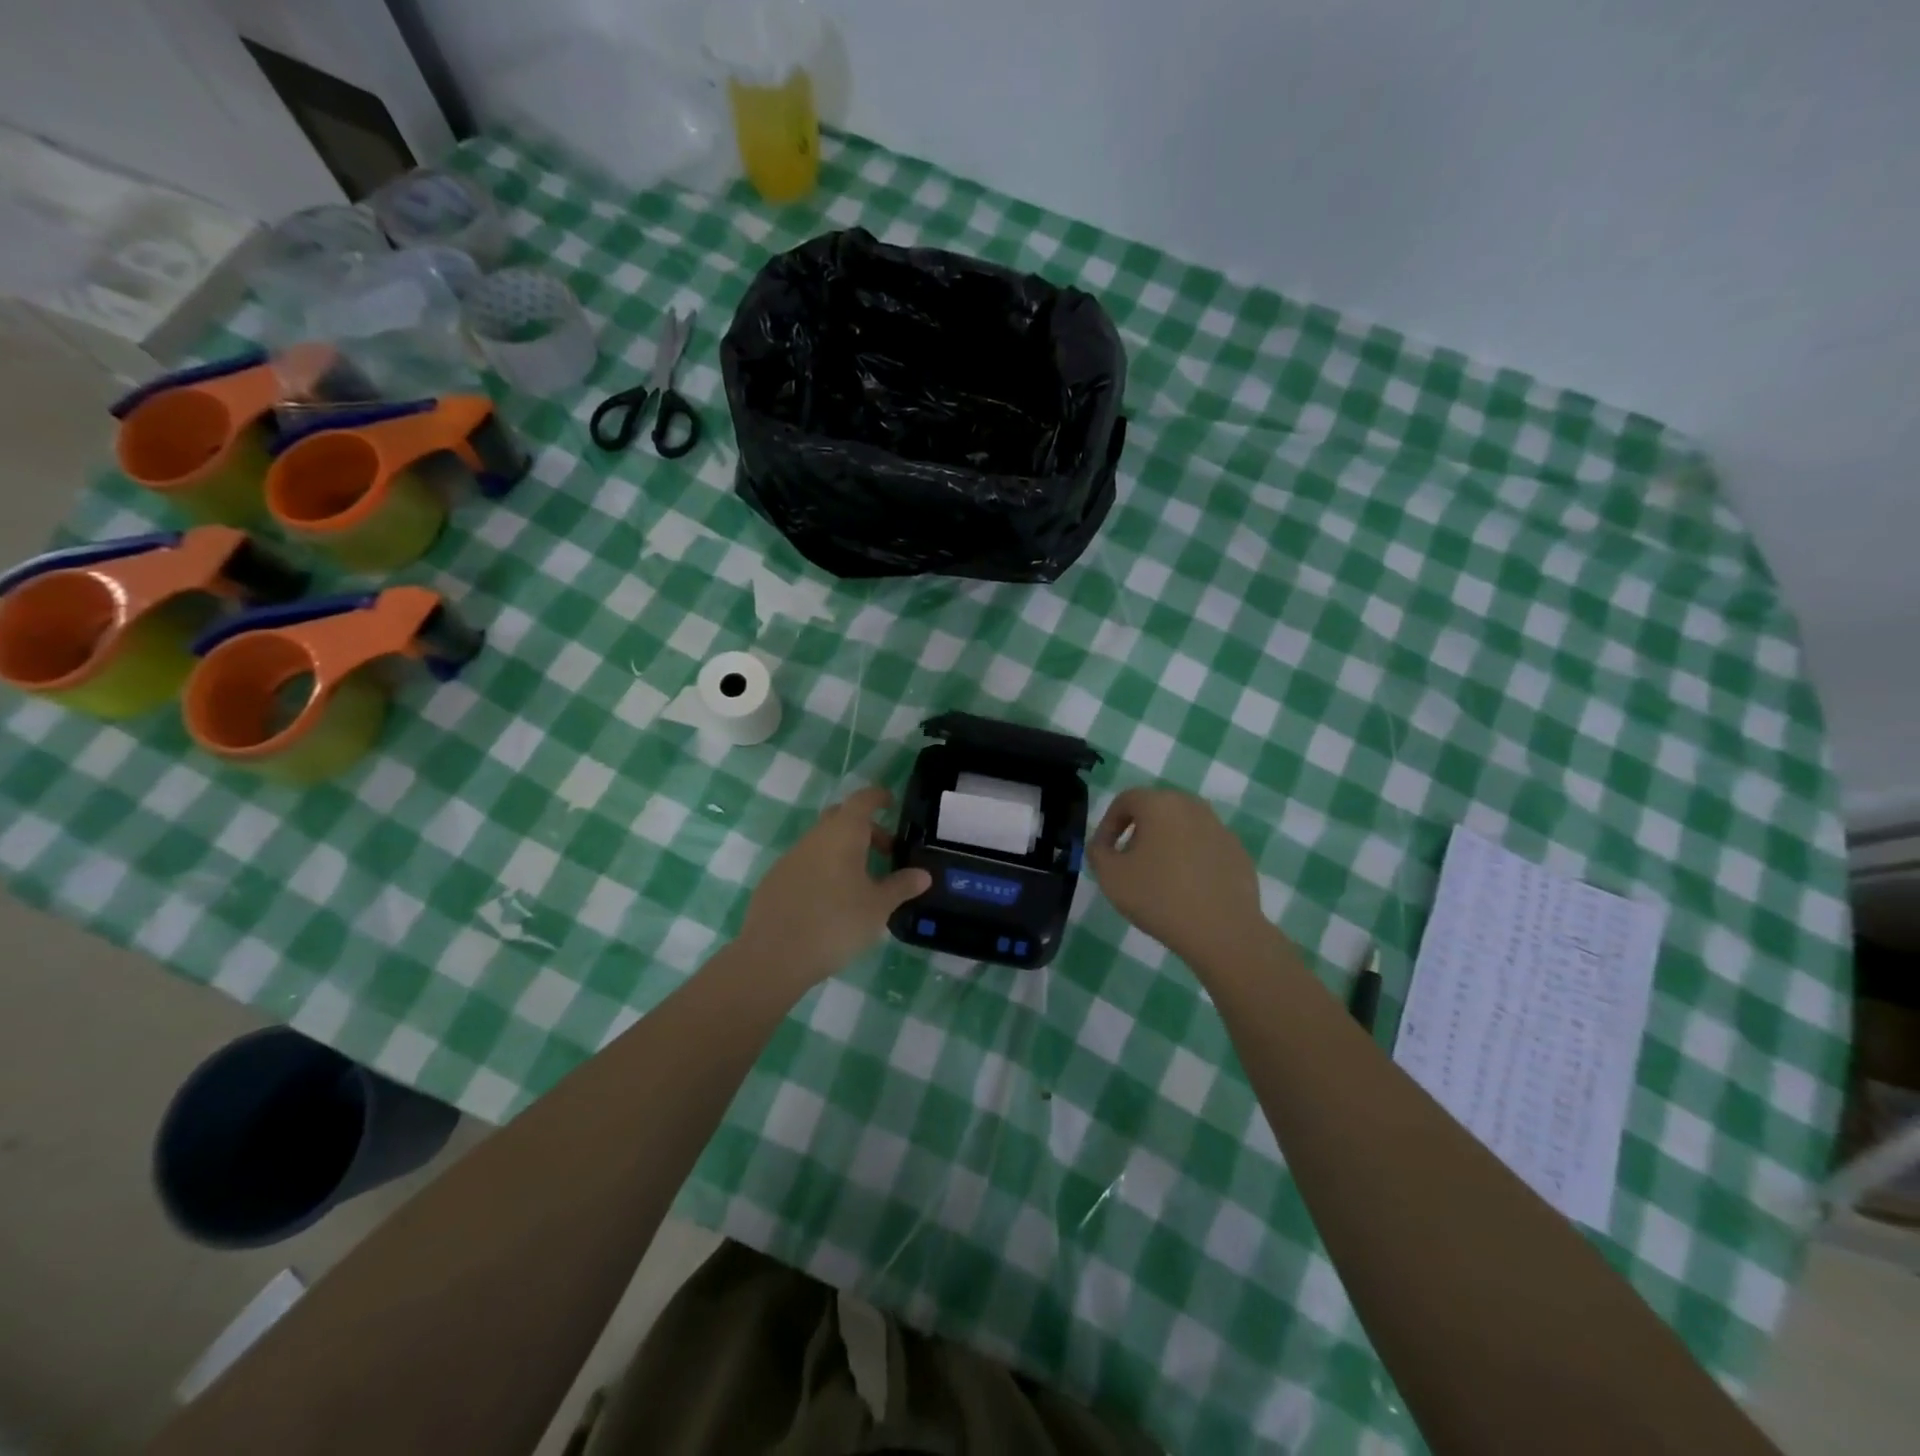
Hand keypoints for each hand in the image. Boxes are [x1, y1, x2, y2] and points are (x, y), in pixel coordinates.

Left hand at [736, 786, 931, 989]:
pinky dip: (824, 870)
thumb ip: (901, 886)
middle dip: (865, 829)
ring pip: (822, 842)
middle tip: (885, 852)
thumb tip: (923, 874)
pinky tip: (831, 901)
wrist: (773, 956)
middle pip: (841, 818)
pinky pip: (806, 864)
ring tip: (862, 883)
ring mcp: (790, 858)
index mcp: (842, 834)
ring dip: (844, 852)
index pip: (862, 800)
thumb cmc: (836, 923)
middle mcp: (815, 837)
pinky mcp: (775, 880)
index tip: (891, 803)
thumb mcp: (878, 907)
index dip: (878, 797)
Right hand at [1088, 787, 1269, 965]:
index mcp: (1160, 804)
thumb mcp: (1110, 876)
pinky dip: (1191, 859)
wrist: (1222, 931)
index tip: (1104, 852)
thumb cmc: (1159, 897)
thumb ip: (1097, 853)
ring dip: (1165, 844)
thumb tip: (1102, 846)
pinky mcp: (1237, 852)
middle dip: (1137, 832)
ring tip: (1158, 877)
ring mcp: (1220, 828)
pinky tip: (1187, 889)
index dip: (1108, 824)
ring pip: (1182, 827)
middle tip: (1128, 862)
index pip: (1125, 800)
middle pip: (1156, 810)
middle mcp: (1192, 806)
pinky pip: (1204, 847)